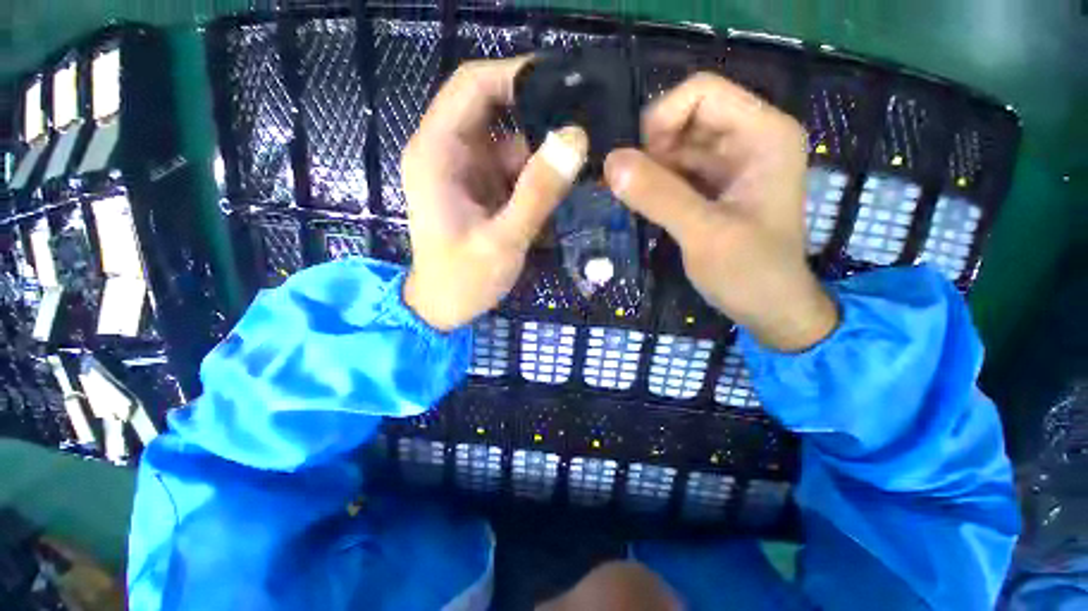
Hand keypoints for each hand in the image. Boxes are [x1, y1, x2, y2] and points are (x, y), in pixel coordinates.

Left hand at [402, 58, 587, 330]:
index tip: (565, 85)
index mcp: (437, 153)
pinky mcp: (481, 188)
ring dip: (542, 153)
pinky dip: (537, 175)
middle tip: (584, 132)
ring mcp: (466, 170)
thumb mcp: (503, 240)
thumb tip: (575, 138)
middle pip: (495, 109)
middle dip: (538, 118)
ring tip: (579, 167)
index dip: (516, 75)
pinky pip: (514, 167)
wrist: (444, 307)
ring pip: (511, 141)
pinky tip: (559, 190)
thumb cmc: (463, 279)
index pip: (472, 86)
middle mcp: (448, 151)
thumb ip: (537, 193)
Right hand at [604, 73, 836, 351]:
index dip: (662, 119)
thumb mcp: (704, 234)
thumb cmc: (750, 273)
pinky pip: (677, 171)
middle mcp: (750, 138)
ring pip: (677, 146)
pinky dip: (656, 184)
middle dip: (652, 149)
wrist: (770, 309)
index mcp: (763, 134)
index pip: (702, 92)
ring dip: (650, 169)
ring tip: (633, 201)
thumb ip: (659, 196)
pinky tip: (644, 206)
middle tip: (631, 189)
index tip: (637, 163)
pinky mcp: (716, 187)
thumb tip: (610, 162)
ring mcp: (732, 164)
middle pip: (686, 117)